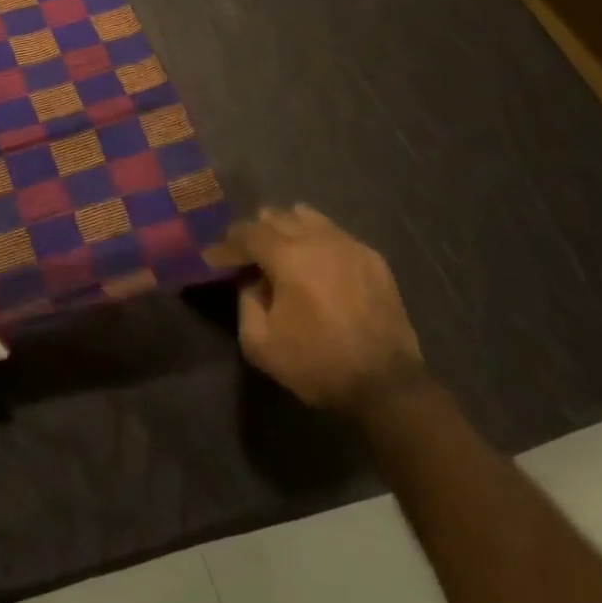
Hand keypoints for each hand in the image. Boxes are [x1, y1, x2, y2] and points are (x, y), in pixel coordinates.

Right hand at [233, 205, 423, 414]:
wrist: (387, 386)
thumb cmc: (318, 364)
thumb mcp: (260, 344)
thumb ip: (246, 303)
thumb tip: (252, 281)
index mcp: (288, 256)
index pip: (247, 233)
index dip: (227, 244)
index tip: (214, 258)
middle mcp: (317, 239)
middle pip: (276, 217)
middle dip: (255, 232)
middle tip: (245, 253)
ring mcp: (349, 245)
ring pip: (308, 217)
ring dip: (286, 228)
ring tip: (280, 249)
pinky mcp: (372, 258)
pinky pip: (335, 234)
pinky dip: (316, 240)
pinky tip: (315, 262)